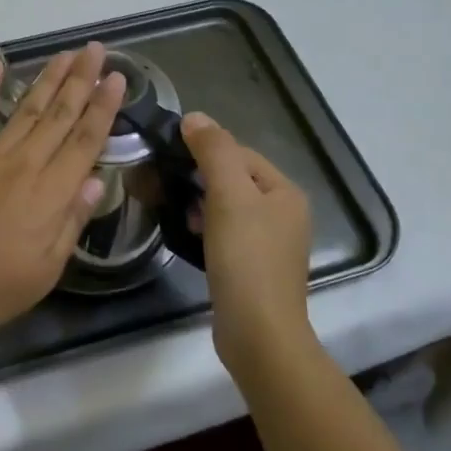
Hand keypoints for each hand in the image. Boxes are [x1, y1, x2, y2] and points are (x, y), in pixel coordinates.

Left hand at [0, 43, 126, 347]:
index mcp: (50, 194)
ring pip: (24, 108)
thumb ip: (71, 222)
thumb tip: (97, 180)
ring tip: (65, 54)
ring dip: (47, 79)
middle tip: (96, 49)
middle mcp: (22, 164)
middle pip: (59, 115)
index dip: (104, 108)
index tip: (117, 78)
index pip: (85, 141)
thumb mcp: (44, 271)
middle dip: (81, 80)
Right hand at [181, 112, 313, 370]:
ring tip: (173, 208)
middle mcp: (284, 214)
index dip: (205, 150)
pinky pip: (226, 233)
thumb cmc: (246, 258)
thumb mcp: (229, 196)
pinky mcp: (253, 268)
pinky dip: (205, 228)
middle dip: (199, 177)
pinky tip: (187, 234)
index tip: (169, 156)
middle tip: (165, 183)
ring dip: (199, 203)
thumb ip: (214, 152)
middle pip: (234, 179)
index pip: (240, 153)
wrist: (258, 333)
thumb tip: (195, 117)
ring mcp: (270, 244)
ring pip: (227, 207)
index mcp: (285, 192)